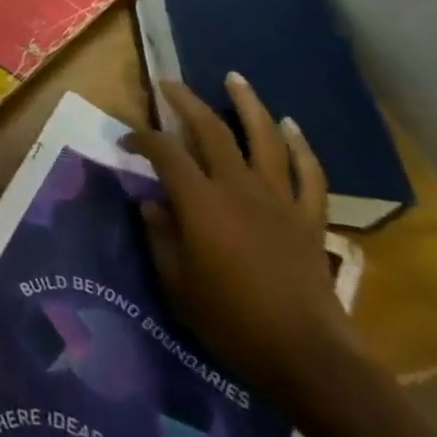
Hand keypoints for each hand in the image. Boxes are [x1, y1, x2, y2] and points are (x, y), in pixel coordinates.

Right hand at [123, 76, 355, 400]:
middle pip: (212, 131)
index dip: (142, 139)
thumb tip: (151, 203)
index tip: (127, 141)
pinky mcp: (309, 219)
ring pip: (265, 139)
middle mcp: (239, 189)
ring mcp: (279, 200)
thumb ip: (161, 237)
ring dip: (248, 105)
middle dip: (187, 102)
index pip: (164, 153)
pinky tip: (292, 127)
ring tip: (236, 79)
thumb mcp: (177, 284)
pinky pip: (308, 175)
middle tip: (170, 83)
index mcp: (201, 202)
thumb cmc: (232, 321)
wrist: (309, 357)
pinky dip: (301, 147)